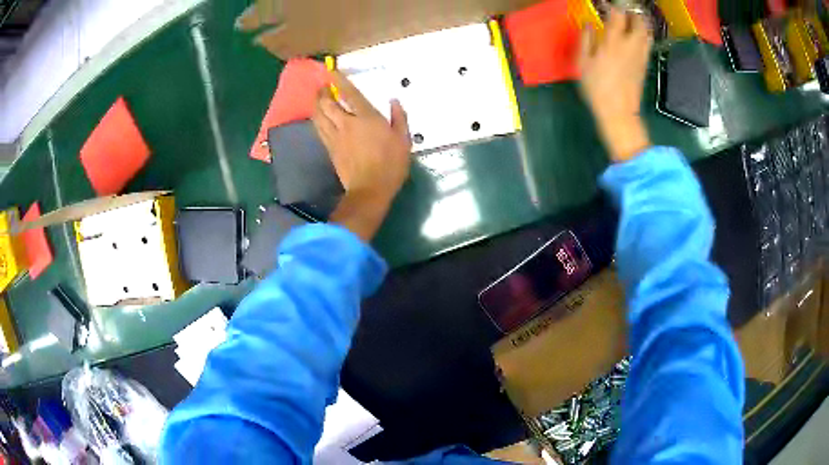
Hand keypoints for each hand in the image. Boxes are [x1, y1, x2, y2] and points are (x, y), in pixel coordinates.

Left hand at [312, 71, 412, 240]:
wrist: (370, 190)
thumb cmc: (390, 164)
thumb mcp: (403, 139)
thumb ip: (399, 118)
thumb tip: (394, 101)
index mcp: (366, 118)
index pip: (349, 94)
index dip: (339, 81)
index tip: (332, 71)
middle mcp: (346, 123)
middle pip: (327, 104)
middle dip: (322, 93)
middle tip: (322, 87)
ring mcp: (335, 137)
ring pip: (319, 116)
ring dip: (316, 106)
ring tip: (317, 100)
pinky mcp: (330, 149)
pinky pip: (319, 130)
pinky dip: (317, 121)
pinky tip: (318, 119)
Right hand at [578, 8, 652, 161]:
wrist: (618, 112)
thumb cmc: (597, 88)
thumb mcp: (583, 63)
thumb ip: (586, 40)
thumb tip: (588, 25)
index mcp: (613, 42)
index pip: (617, 15)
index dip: (613, 8)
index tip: (606, 7)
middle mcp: (630, 45)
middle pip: (639, 21)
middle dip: (632, 13)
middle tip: (623, 12)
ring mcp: (640, 55)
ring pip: (647, 32)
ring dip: (641, 23)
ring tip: (632, 22)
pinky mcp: (645, 65)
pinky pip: (647, 43)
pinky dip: (643, 35)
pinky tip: (636, 37)